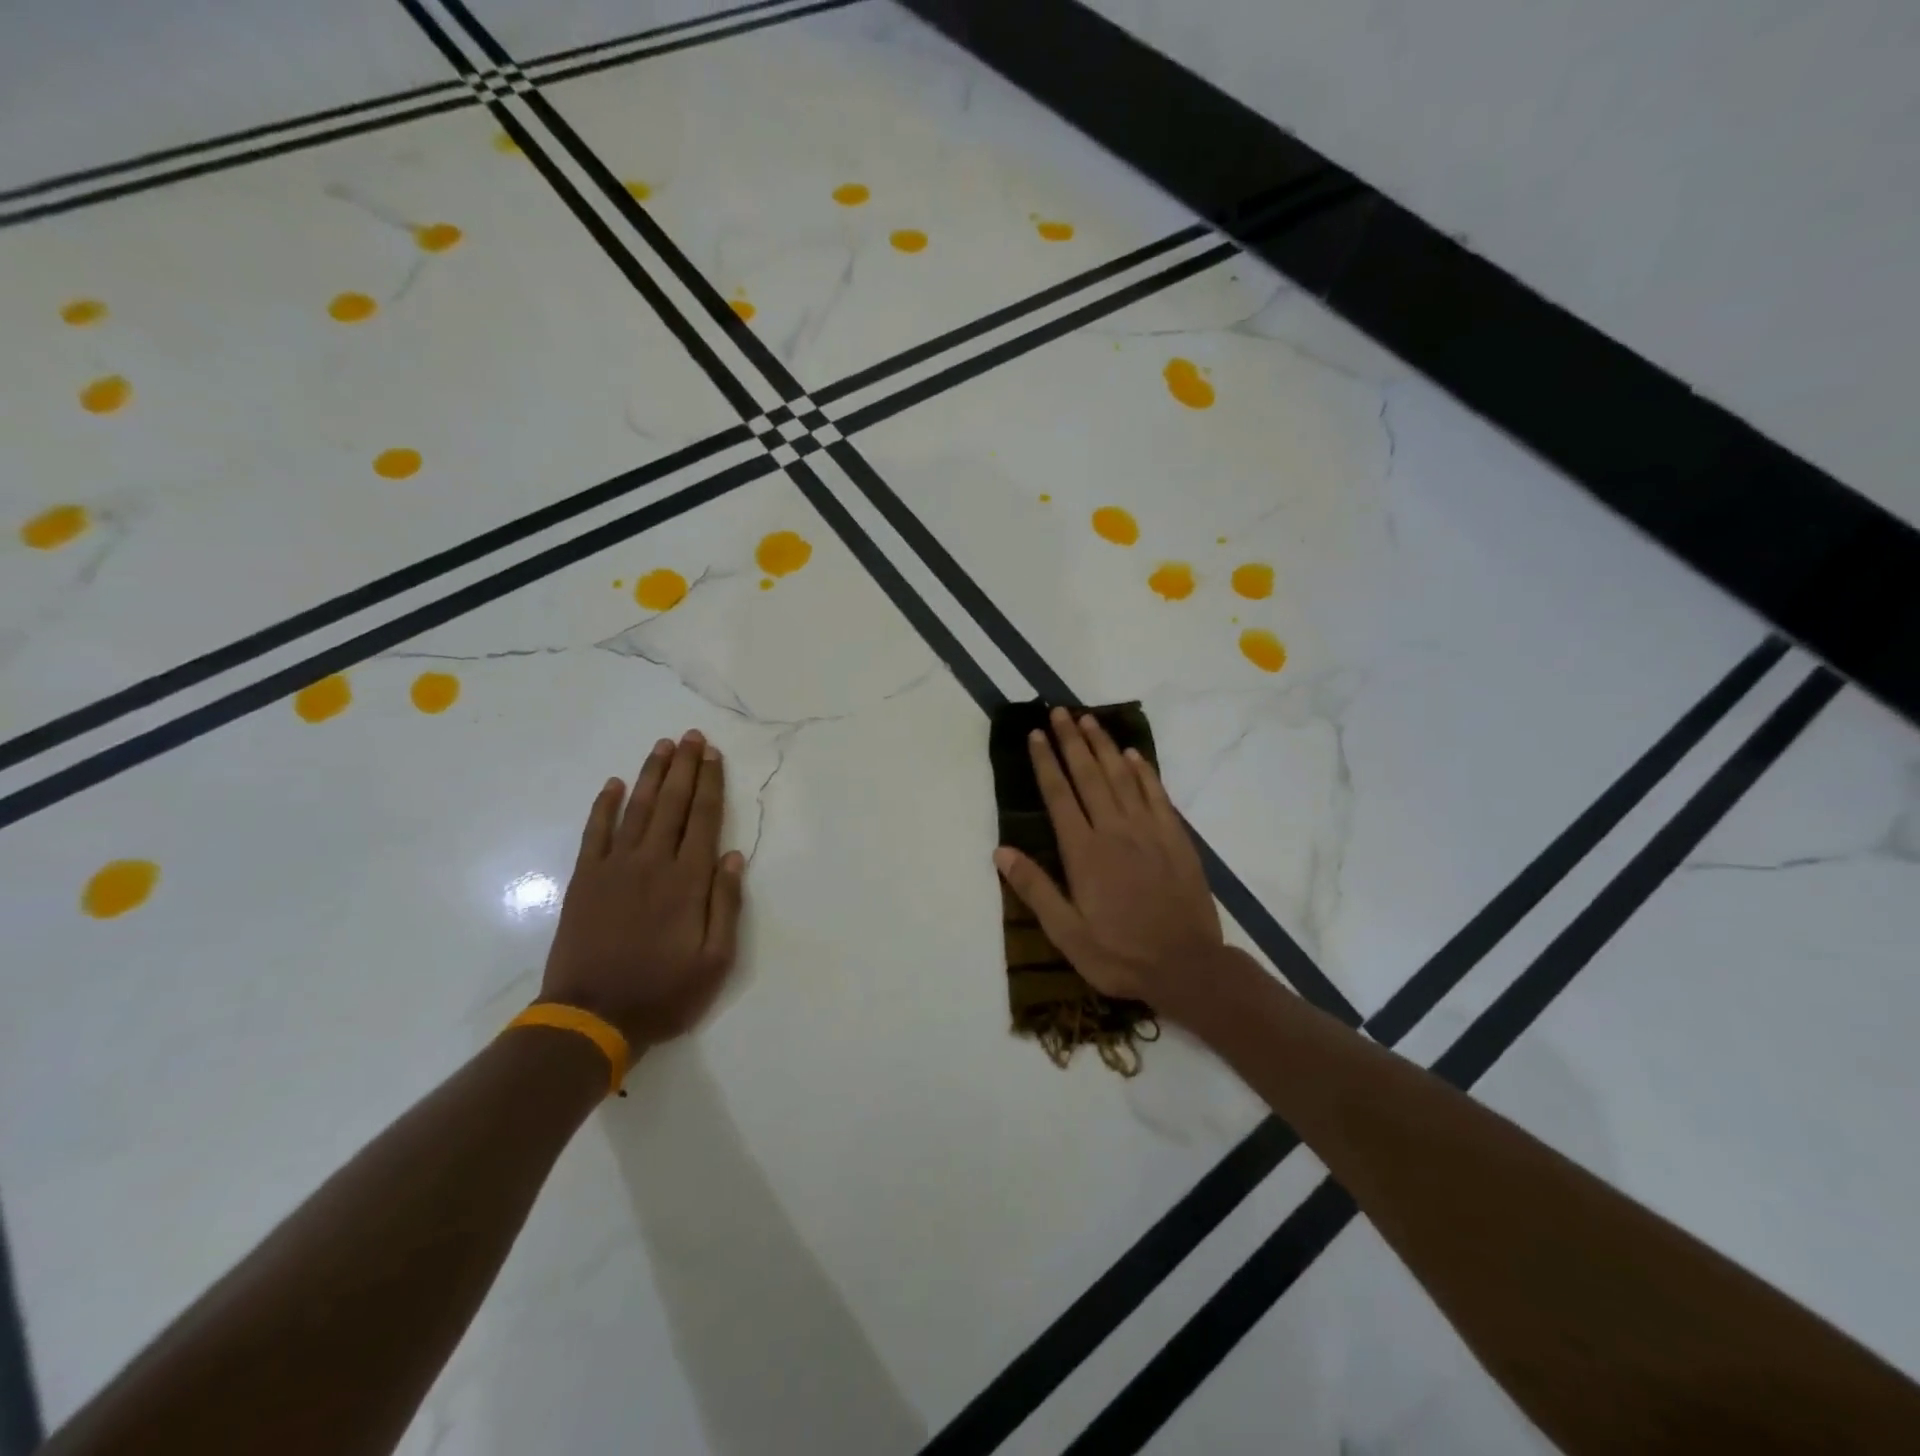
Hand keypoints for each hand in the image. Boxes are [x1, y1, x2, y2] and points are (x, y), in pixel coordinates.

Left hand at [540, 730, 745, 1054]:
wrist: (592, 1018)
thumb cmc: (664, 992)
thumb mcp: (716, 960)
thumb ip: (726, 904)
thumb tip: (732, 856)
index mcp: (688, 881)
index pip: (702, 819)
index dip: (710, 784)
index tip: (713, 755)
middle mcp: (652, 863)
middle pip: (672, 804)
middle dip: (684, 767)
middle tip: (691, 736)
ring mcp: (614, 868)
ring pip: (637, 809)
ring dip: (651, 775)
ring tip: (663, 746)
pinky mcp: (584, 880)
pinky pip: (595, 832)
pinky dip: (604, 806)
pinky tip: (614, 785)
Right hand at [994, 708, 1225, 1016]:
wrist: (1188, 966)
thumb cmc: (1120, 954)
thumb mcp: (1067, 933)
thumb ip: (1035, 889)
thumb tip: (1001, 852)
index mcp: (1084, 853)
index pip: (1059, 796)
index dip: (1046, 763)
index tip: (1036, 735)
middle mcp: (1114, 831)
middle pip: (1089, 776)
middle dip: (1072, 741)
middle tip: (1060, 712)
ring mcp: (1149, 831)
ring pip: (1122, 778)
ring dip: (1104, 746)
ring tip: (1089, 720)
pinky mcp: (1176, 838)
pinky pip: (1157, 795)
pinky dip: (1144, 772)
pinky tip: (1133, 755)